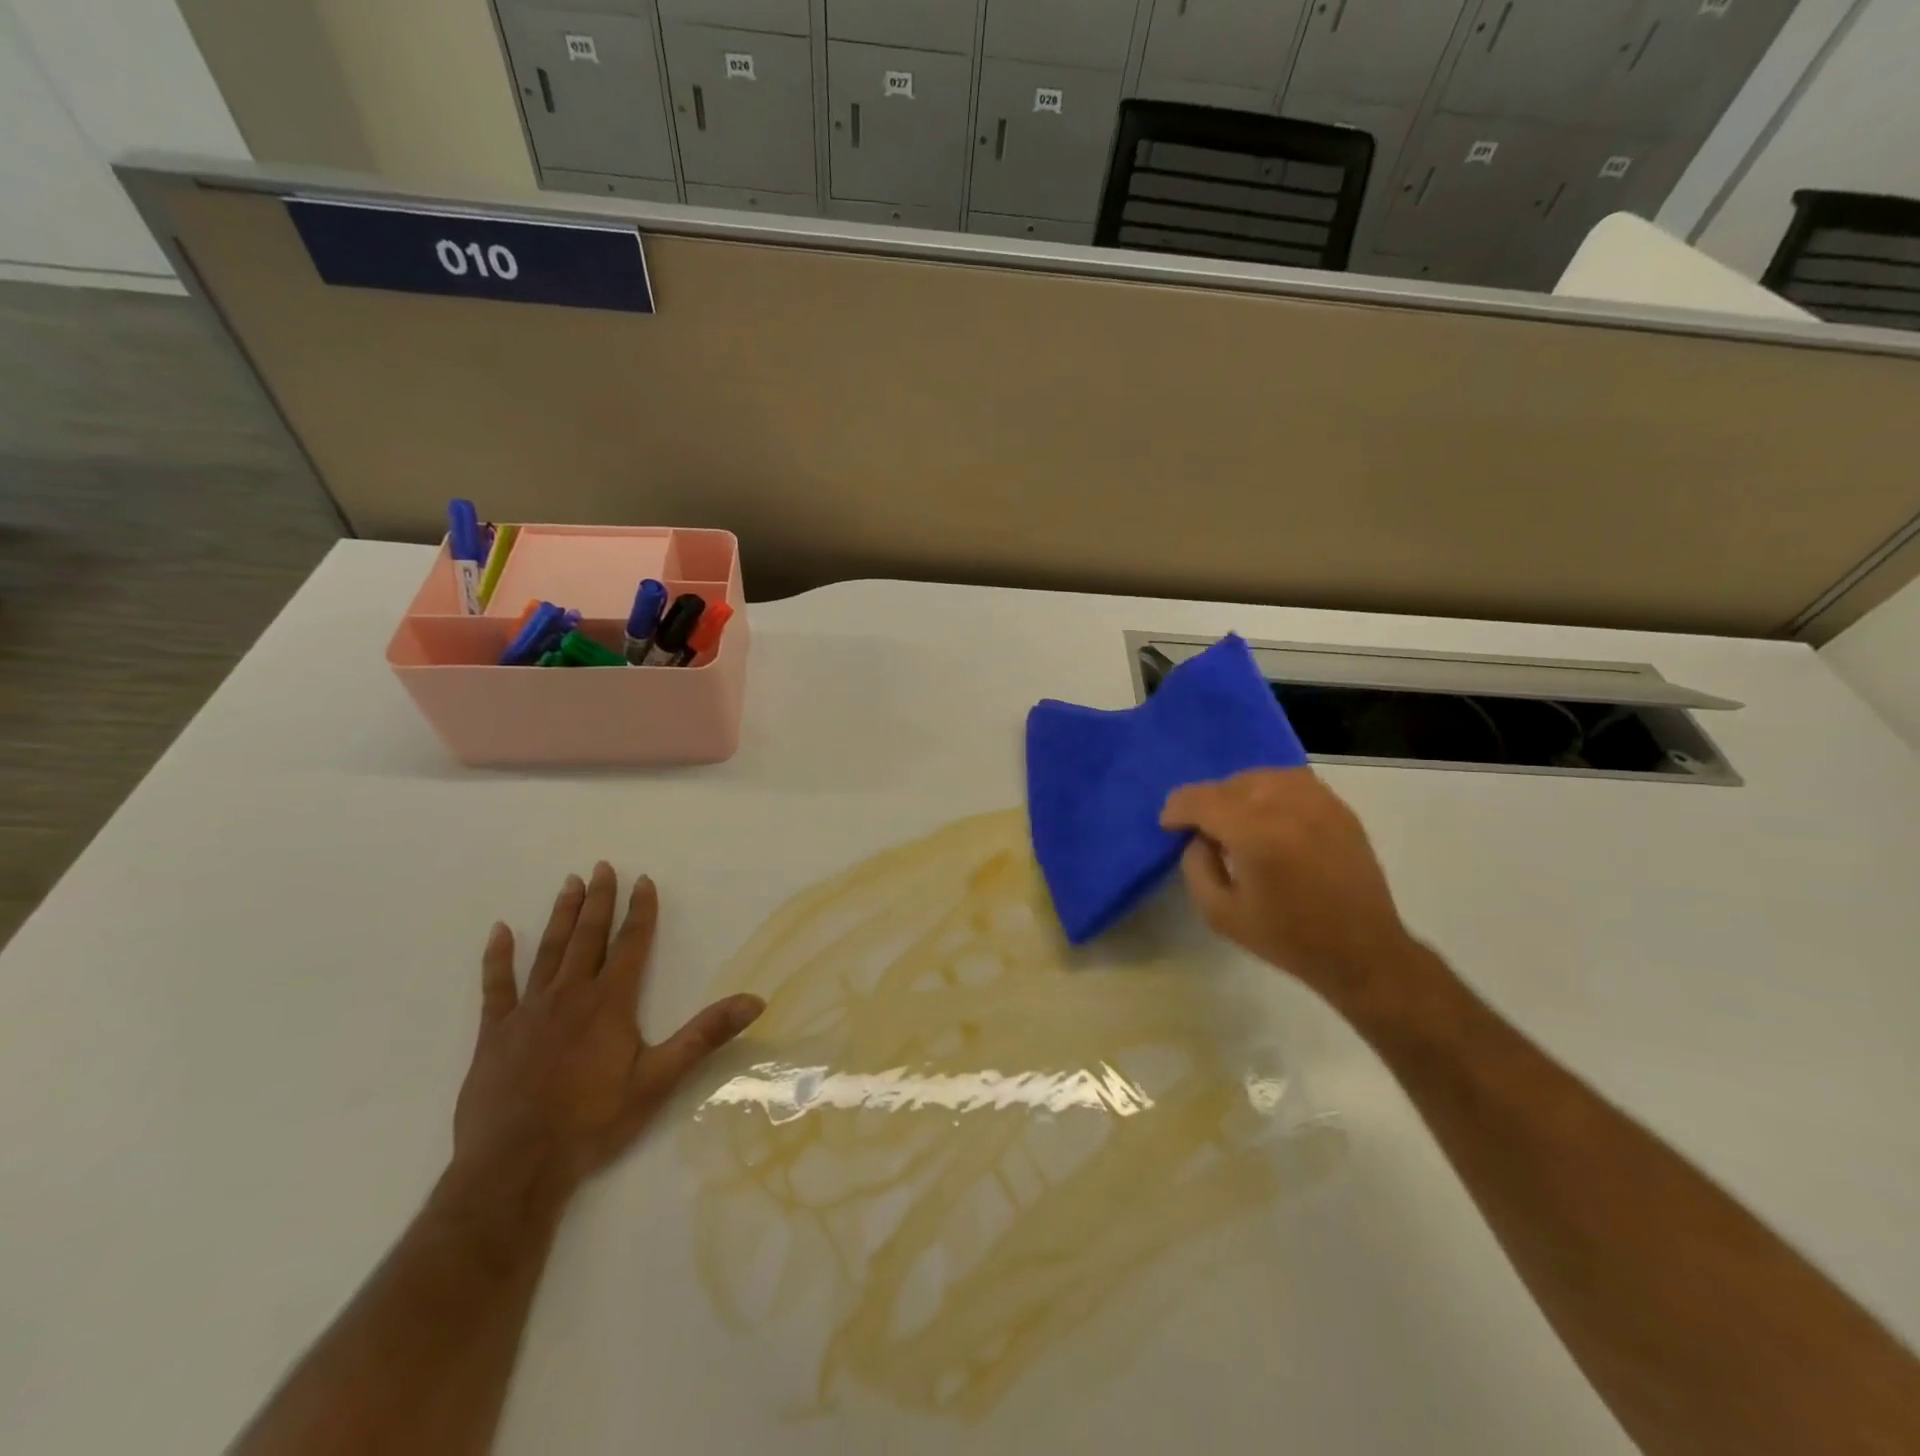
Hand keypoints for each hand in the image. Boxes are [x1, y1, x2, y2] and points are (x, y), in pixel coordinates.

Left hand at [452, 863, 764, 1198]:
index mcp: (610, 1003)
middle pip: (588, 937)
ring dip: (561, 916)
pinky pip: (496, 985)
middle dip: (598, 900)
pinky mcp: (494, 1033)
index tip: (643, 881)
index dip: (639, 911)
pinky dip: (498, 957)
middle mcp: (570, 995)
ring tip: (569, 884)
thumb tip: (754, 1001)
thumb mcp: (659, 1079)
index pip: (630, 944)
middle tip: (601, 866)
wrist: (515, 1166)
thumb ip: (705, 1036)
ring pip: (548, 951)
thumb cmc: (593, 1121)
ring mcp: (528, 1011)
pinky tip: (500, 931)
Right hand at [1161, 768, 1417, 1008]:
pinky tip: (1267, 816)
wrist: (1362, 952)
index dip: (1177, 809)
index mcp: (1256, 835)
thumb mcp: (1219, 913)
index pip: (1201, 800)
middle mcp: (1287, 806)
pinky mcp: (1338, 807)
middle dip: (1207, 803)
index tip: (1169, 825)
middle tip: (1202, 831)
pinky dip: (1270, 791)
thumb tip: (1199, 837)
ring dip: (1237, 793)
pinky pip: (1291, 781)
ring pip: (1260, 777)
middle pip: (1229, 784)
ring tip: (1235, 821)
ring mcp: (1318, 802)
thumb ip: (1196, 866)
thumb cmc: (1287, 938)